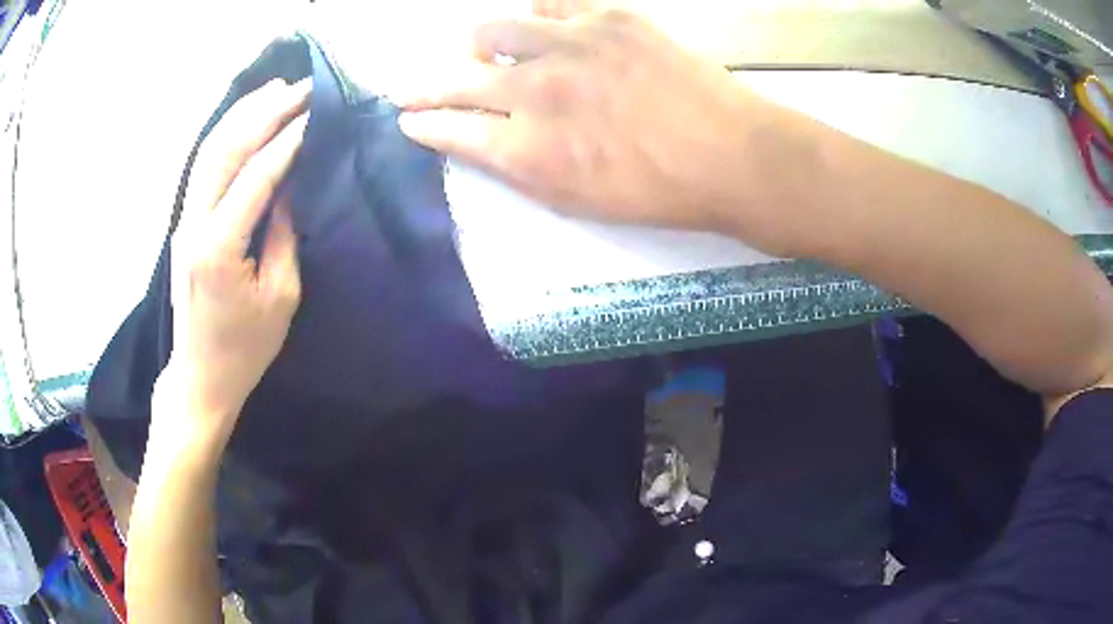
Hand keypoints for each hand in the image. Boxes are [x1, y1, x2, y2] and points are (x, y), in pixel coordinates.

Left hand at [152, 79, 310, 453]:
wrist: (200, 376)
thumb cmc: (245, 348)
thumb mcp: (281, 297)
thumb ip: (285, 234)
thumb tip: (290, 184)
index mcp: (219, 248)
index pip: (257, 177)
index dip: (289, 140)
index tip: (318, 113)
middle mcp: (194, 225)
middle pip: (224, 149)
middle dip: (264, 112)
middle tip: (301, 87)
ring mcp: (184, 221)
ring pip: (209, 150)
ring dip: (242, 114)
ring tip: (275, 88)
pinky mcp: (184, 224)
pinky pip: (204, 167)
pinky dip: (226, 135)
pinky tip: (247, 119)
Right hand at [397, 11, 793, 250]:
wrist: (731, 154)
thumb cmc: (658, 192)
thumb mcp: (579, 201)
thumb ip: (521, 169)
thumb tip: (486, 141)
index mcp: (526, 149)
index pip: (449, 129)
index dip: (422, 124)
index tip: (407, 119)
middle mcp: (534, 90)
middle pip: (455, 80)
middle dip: (423, 88)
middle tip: (409, 89)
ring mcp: (569, 45)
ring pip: (493, 30)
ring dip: (480, 45)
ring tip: (490, 52)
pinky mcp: (607, 18)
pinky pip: (550, 4)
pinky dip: (538, 15)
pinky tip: (544, 25)